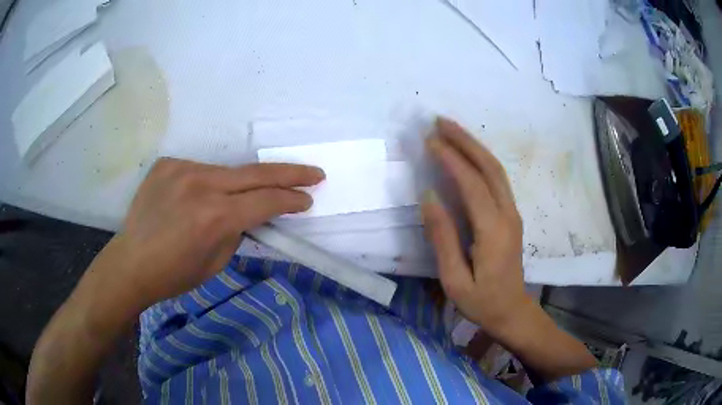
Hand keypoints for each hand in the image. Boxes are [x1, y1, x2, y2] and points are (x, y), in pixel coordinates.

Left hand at [112, 158, 324, 307]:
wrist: (131, 262)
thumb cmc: (174, 274)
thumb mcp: (216, 261)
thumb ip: (237, 230)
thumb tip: (249, 213)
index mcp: (216, 216)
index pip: (266, 201)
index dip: (291, 199)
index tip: (308, 198)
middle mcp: (202, 185)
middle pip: (256, 173)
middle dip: (290, 174)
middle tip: (313, 172)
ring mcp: (182, 169)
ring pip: (225, 172)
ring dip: (239, 185)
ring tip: (233, 202)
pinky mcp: (168, 164)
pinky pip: (199, 171)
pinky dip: (207, 185)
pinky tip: (195, 201)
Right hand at [422, 118, 529, 335]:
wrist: (513, 312)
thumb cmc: (482, 302)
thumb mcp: (455, 279)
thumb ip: (442, 238)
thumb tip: (428, 196)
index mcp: (493, 231)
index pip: (472, 184)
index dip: (451, 160)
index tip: (430, 141)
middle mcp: (508, 214)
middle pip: (489, 167)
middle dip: (465, 141)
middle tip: (440, 121)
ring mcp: (513, 213)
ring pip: (496, 170)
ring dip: (474, 146)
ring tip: (451, 130)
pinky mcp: (511, 215)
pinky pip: (497, 179)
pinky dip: (481, 160)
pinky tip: (467, 153)